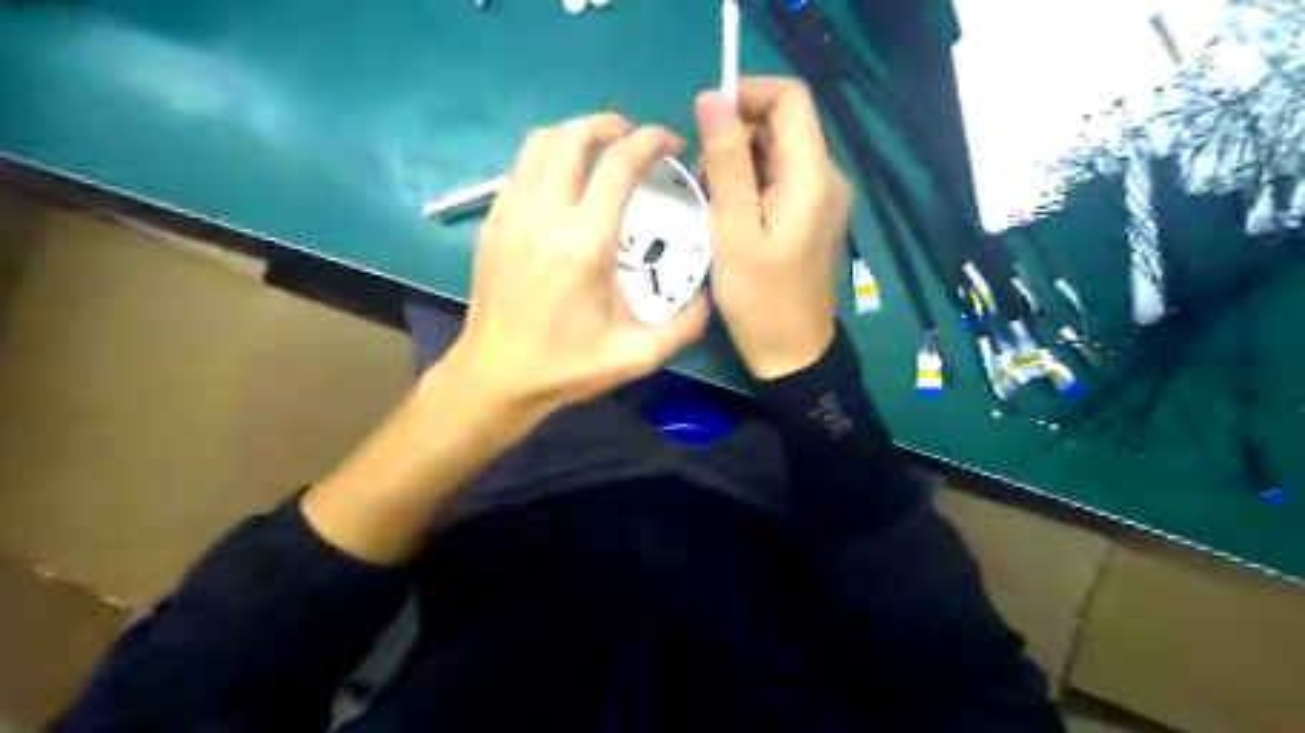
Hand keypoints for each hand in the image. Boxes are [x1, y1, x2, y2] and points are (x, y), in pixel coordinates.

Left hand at [449, 112, 712, 425]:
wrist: (497, 378)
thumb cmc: (568, 366)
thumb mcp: (639, 355)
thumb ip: (686, 324)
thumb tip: (708, 291)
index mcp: (585, 243)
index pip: (619, 164)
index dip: (650, 141)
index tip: (671, 143)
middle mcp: (545, 216)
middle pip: (571, 137)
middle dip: (608, 124)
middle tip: (633, 138)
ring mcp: (510, 216)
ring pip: (537, 145)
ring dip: (573, 134)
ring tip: (598, 148)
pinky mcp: (492, 225)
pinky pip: (518, 170)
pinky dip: (545, 159)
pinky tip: (563, 182)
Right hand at [699, 78, 851, 381]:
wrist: (793, 353)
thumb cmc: (760, 298)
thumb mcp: (733, 230)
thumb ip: (726, 161)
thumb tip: (712, 97)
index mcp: (812, 175)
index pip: (790, 98)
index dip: (747, 95)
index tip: (708, 124)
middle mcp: (826, 177)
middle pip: (782, 124)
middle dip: (736, 136)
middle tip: (703, 178)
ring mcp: (822, 199)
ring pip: (777, 153)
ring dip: (739, 163)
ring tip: (711, 202)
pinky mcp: (812, 217)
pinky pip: (780, 180)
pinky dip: (751, 185)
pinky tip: (729, 217)